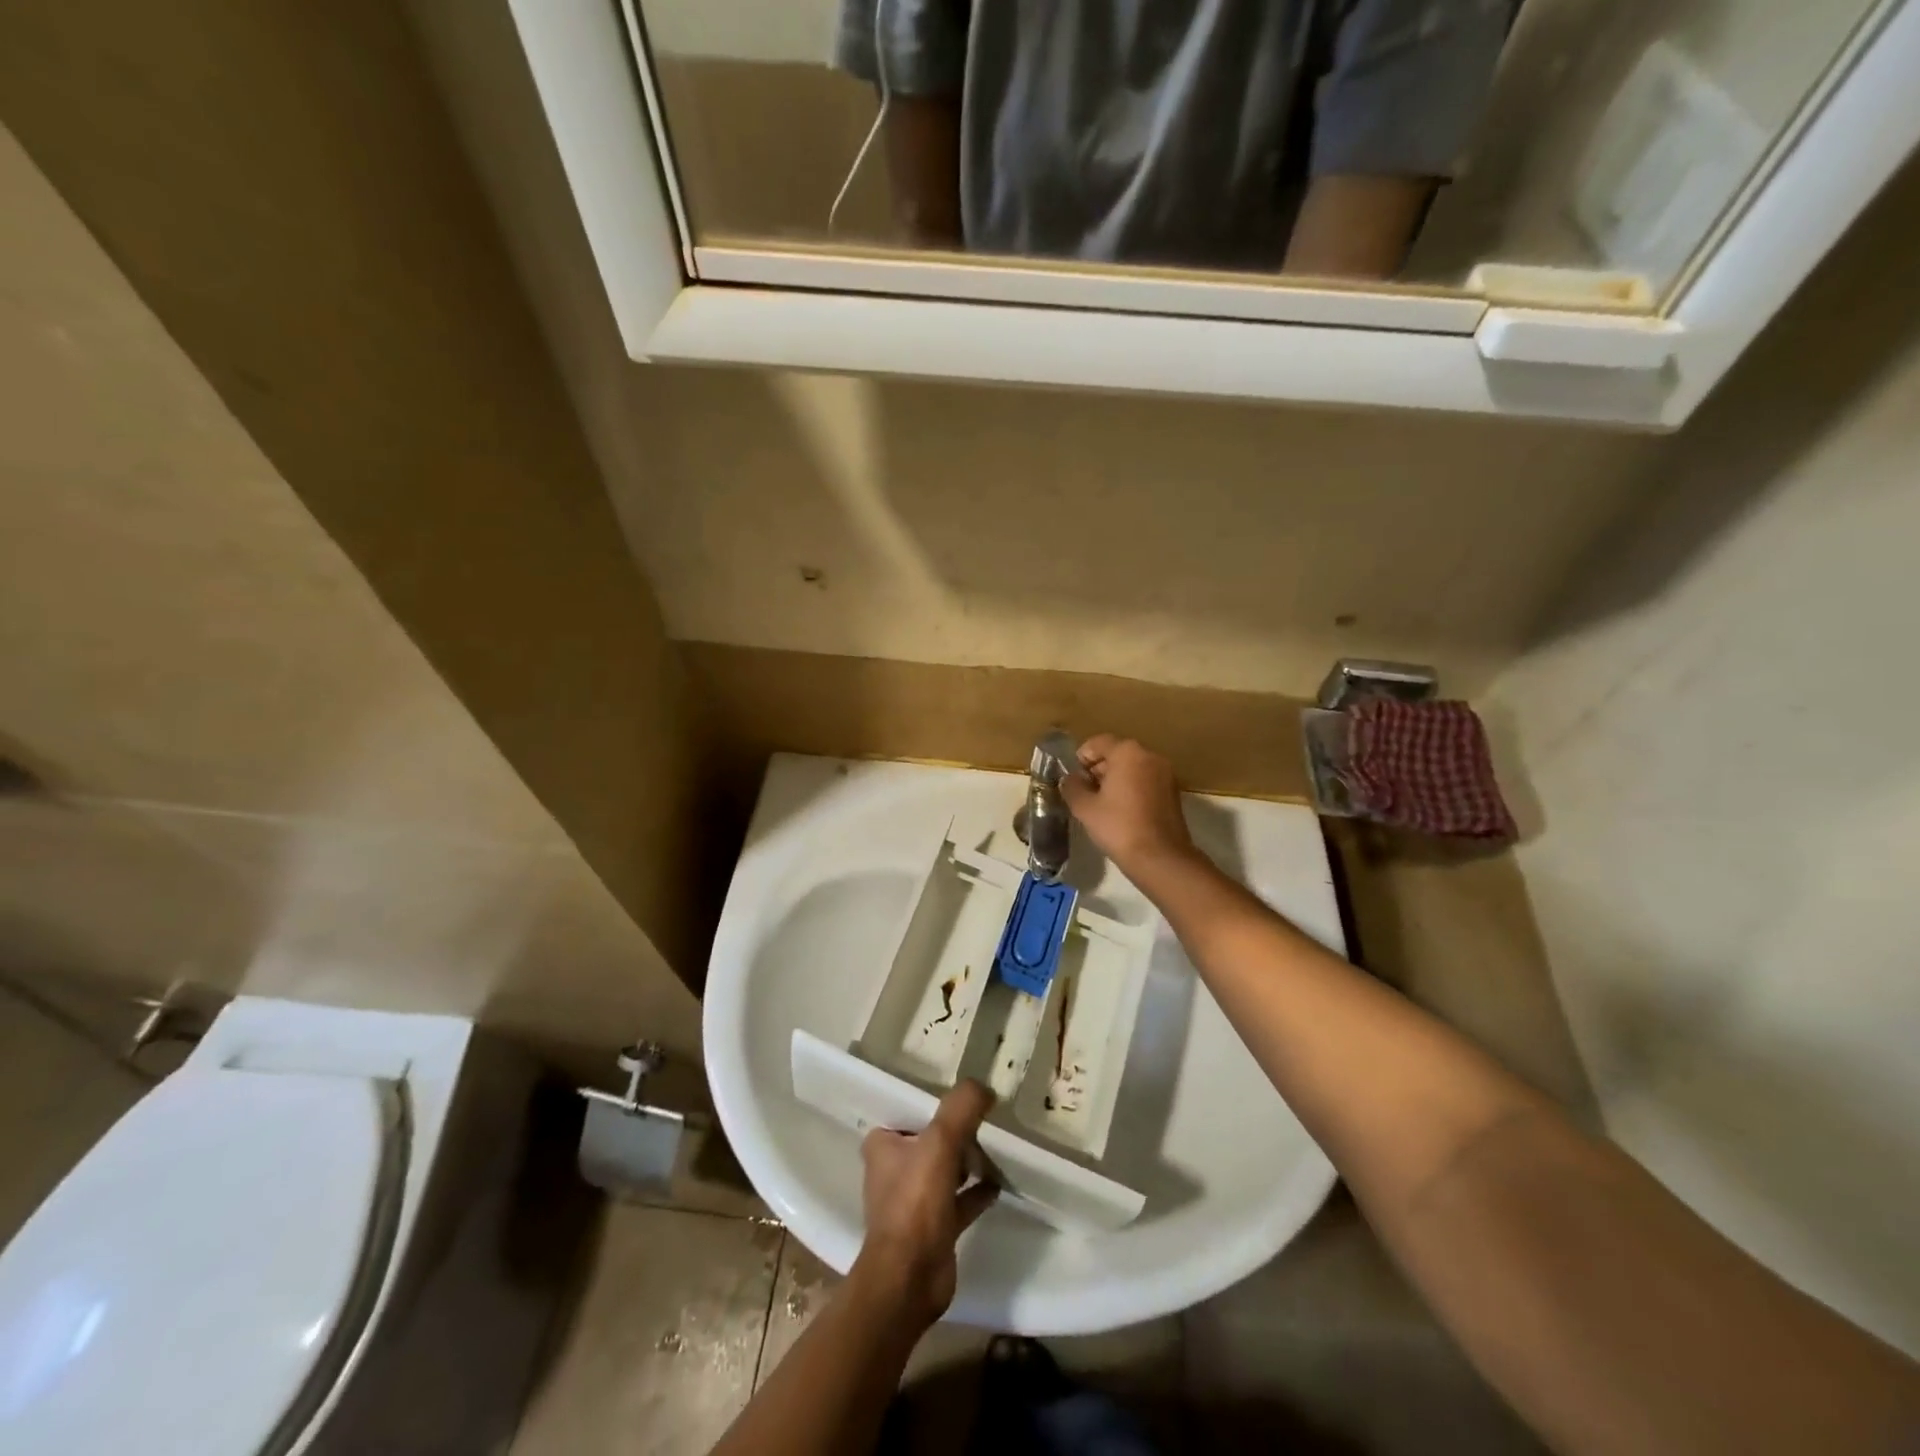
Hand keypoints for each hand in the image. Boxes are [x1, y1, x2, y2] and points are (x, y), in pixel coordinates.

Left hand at [854, 1080, 997, 1324]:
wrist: (910, 1278)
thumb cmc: (915, 1202)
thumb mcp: (940, 1141)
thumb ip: (962, 1108)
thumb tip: (985, 1088)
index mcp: (883, 1144)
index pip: (912, 1112)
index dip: (938, 1104)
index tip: (966, 1098)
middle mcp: (894, 1169)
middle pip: (931, 1140)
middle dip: (957, 1132)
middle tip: (987, 1121)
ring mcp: (913, 1201)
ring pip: (945, 1169)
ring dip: (967, 1161)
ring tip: (996, 1148)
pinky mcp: (933, 1228)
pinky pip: (959, 1200)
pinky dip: (976, 1191)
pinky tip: (998, 1184)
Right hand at [1060, 734, 1197, 874]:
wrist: (1160, 857)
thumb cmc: (1118, 826)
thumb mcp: (1085, 807)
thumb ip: (1072, 787)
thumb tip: (1070, 779)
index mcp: (1128, 752)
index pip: (1099, 742)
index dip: (1082, 757)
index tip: (1073, 776)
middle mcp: (1150, 756)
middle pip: (1118, 753)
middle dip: (1099, 768)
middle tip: (1084, 790)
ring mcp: (1166, 774)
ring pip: (1133, 767)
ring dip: (1116, 779)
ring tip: (1101, 802)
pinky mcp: (1173, 792)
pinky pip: (1146, 781)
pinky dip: (1132, 788)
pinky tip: (1121, 810)